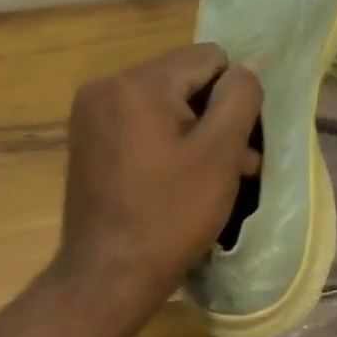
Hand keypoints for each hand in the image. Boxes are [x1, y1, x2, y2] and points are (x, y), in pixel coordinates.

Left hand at [54, 43, 262, 319]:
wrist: (106, 279)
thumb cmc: (170, 215)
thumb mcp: (219, 153)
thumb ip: (240, 97)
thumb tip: (248, 66)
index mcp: (138, 82)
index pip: (208, 58)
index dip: (231, 96)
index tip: (235, 141)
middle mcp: (109, 84)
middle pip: (185, 78)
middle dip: (214, 115)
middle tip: (238, 163)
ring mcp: (93, 111)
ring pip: (165, 101)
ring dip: (195, 130)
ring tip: (220, 174)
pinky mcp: (89, 136)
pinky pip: (141, 120)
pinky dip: (166, 140)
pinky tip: (183, 176)